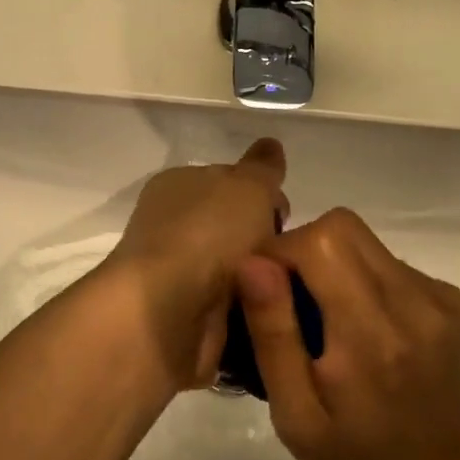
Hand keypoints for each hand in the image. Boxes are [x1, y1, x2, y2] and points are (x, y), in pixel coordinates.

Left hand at [104, 138, 287, 390]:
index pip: (227, 180)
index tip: (284, 214)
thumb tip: (270, 145)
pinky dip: (249, 309)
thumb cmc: (207, 234)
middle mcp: (173, 225)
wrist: (168, 312)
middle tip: (291, 254)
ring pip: (236, 269)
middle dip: (265, 240)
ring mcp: (177, 272)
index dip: (260, 193)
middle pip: (234, 227)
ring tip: (288, 288)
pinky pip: (231, 307)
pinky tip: (271, 313)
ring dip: (261, 278)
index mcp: (178, 185)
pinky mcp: (185, 314)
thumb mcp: (247, 186)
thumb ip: (262, 167)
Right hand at [236, 208, 459, 459]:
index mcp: (371, 334)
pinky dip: (363, 280)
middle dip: (302, 250)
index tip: (262, 290)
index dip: (279, 252)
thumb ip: (273, 334)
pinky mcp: (452, 300)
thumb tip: (251, 264)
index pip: (319, 241)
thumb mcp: (296, 416)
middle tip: (289, 301)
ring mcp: (439, 297)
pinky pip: (389, 263)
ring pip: (365, 242)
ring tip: (327, 323)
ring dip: (332, 265)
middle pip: (342, 227)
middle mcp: (413, 302)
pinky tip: (364, 331)